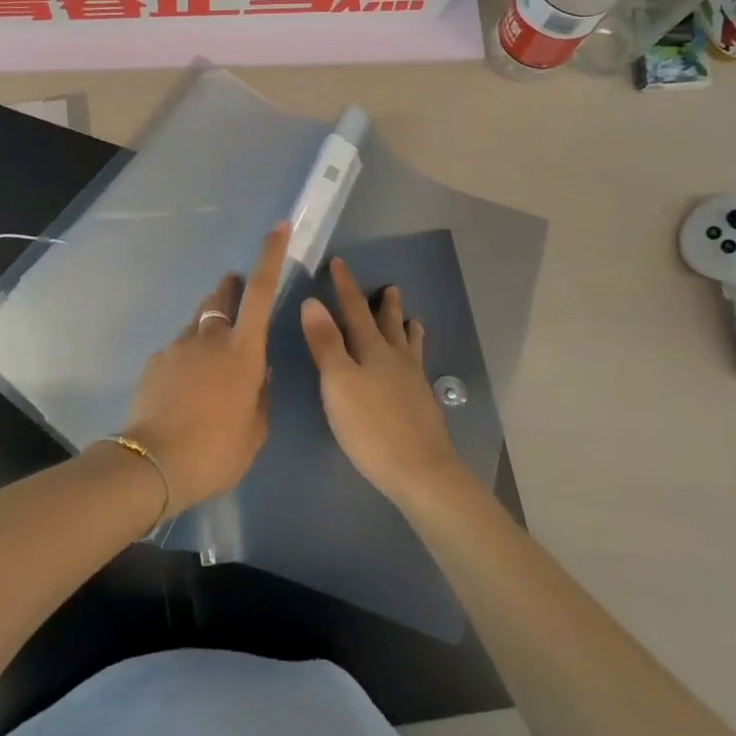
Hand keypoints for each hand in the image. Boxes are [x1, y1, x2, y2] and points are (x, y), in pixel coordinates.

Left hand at [119, 224, 288, 512]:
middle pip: (222, 298)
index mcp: (243, 351)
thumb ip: (259, 395)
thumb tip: (257, 373)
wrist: (152, 464)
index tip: (278, 226)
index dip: (270, 256)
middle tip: (234, 288)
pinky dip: (187, 357)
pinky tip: (184, 388)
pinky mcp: (155, 360)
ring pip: (198, 323)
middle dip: (230, 288)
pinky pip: (178, 348)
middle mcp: (210, 338)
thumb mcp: (254, 431)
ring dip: (208, 327)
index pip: (261, 292)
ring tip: (210, 358)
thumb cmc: (215, 451)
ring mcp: (178, 346)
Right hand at [300, 258, 468, 506]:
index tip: (339, 263)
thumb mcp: (338, 382)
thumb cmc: (371, 426)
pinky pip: (418, 370)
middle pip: (389, 325)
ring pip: (409, 347)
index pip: (355, 310)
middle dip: (384, 306)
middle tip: (390, 288)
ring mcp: (413, 384)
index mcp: (372, 350)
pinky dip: (416, 359)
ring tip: (414, 320)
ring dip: (407, 330)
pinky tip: (418, 371)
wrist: (421, 472)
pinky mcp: (423, 407)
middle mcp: (396, 360)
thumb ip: (325, 343)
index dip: (345, 287)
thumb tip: (312, 301)